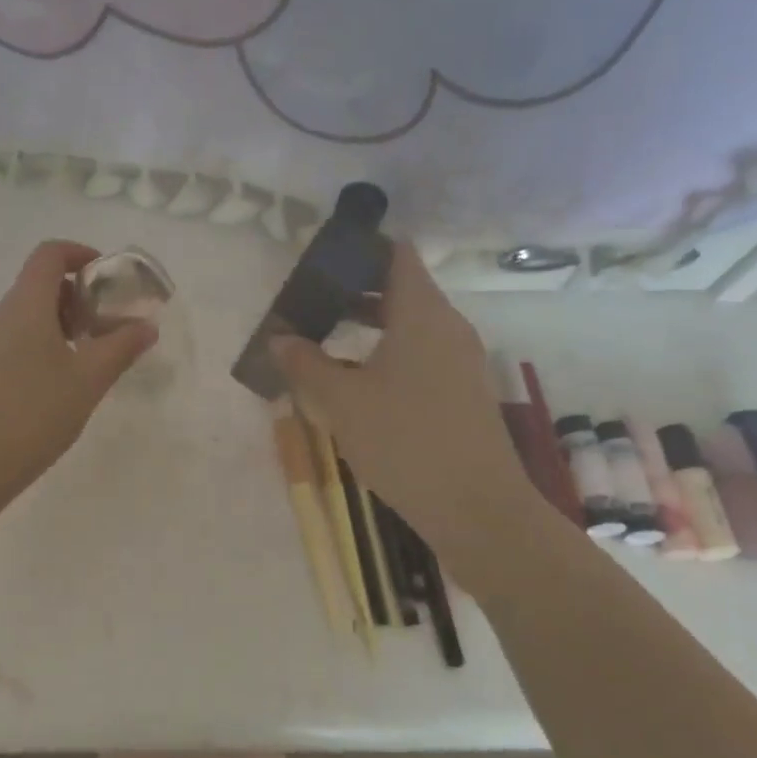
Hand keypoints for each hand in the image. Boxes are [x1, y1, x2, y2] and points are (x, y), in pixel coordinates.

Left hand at [0, 240, 157, 509]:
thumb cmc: (35, 414)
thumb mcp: (89, 380)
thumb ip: (121, 347)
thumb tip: (146, 326)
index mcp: (25, 304)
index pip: (50, 254)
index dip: (81, 254)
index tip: (108, 278)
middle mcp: (0, 314)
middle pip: (40, 283)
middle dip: (78, 295)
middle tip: (107, 326)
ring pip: (28, 314)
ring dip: (62, 322)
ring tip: (89, 358)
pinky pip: (16, 338)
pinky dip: (43, 343)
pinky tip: (60, 382)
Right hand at [271, 240, 539, 575]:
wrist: (477, 508)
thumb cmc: (405, 441)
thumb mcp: (342, 401)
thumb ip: (305, 363)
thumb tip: (278, 337)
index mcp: (422, 313)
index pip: (396, 254)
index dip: (359, 249)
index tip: (320, 261)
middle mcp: (447, 326)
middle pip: (400, 287)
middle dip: (352, 290)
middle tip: (308, 302)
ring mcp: (460, 360)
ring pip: (409, 324)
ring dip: (367, 325)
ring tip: (322, 338)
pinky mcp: (461, 390)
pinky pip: (420, 353)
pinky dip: (386, 352)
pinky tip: (355, 381)